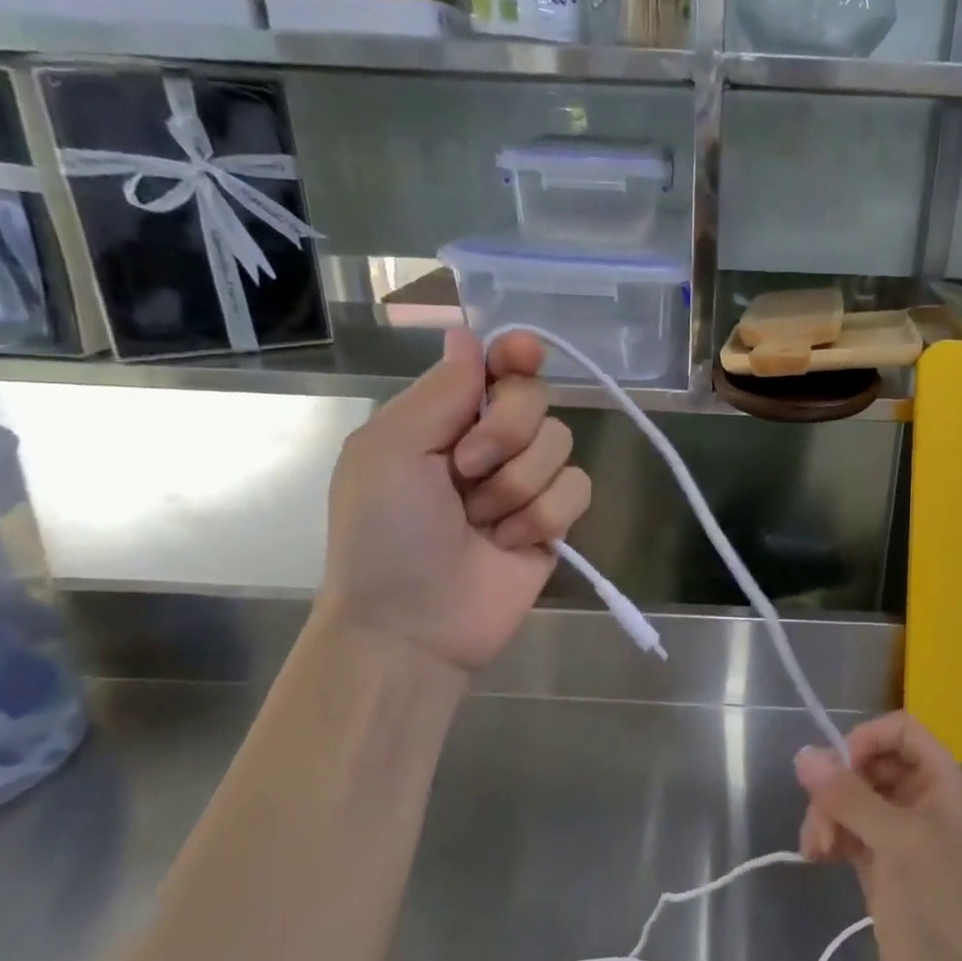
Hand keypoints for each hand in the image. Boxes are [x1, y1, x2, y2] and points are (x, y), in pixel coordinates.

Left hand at [315, 328, 591, 673]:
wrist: (411, 626)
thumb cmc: (384, 534)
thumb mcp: (390, 451)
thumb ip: (440, 391)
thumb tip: (467, 334)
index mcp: (443, 419)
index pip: (494, 366)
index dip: (515, 353)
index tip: (524, 354)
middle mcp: (487, 443)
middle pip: (536, 397)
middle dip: (506, 431)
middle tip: (465, 469)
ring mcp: (524, 482)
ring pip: (561, 443)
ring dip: (518, 484)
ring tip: (481, 522)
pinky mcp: (553, 521)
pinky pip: (577, 488)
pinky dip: (543, 516)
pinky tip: (510, 543)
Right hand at [795, 714, 961, 960]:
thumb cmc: (941, 900)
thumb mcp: (897, 841)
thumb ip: (849, 796)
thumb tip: (803, 755)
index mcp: (940, 780)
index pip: (899, 731)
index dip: (866, 739)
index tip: (839, 768)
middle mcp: (920, 798)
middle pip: (868, 763)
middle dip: (838, 786)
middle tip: (820, 818)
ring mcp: (899, 831)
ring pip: (852, 797)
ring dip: (827, 814)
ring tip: (816, 848)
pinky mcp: (880, 862)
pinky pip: (847, 829)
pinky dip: (829, 836)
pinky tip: (816, 856)